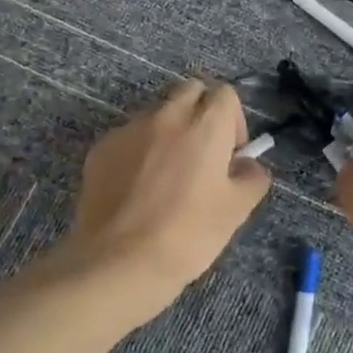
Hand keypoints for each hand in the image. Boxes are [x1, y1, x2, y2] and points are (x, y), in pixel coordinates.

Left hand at [65, 79, 271, 311]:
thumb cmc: (188, 235)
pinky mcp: (101, 148)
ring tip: (166, 174)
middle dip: (201, 111)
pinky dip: (138, 150)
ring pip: (157, 113)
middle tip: (202, 152)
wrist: (118, 262)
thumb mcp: (237, 210)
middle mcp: (167, 116)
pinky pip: (128, 136)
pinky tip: (137, 188)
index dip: (233, 120)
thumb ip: (252, 177)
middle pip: (190, 90)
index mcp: (205, 125)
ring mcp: (129, 129)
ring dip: (168, 130)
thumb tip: (248, 165)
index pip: (225, 94)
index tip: (230, 153)